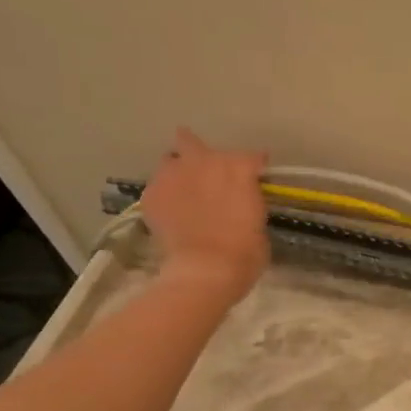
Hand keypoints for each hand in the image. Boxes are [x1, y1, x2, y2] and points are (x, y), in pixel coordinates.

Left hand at [140, 127, 269, 299]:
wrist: (206, 269)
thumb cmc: (245, 252)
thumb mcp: (259, 221)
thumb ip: (248, 201)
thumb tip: (240, 202)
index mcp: (238, 168)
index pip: (250, 157)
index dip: (253, 168)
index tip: (255, 179)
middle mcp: (203, 162)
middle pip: (191, 141)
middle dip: (197, 152)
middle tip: (203, 172)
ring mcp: (173, 176)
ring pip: (169, 161)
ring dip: (177, 171)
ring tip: (182, 191)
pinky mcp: (151, 195)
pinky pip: (157, 187)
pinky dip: (164, 196)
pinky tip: (170, 212)